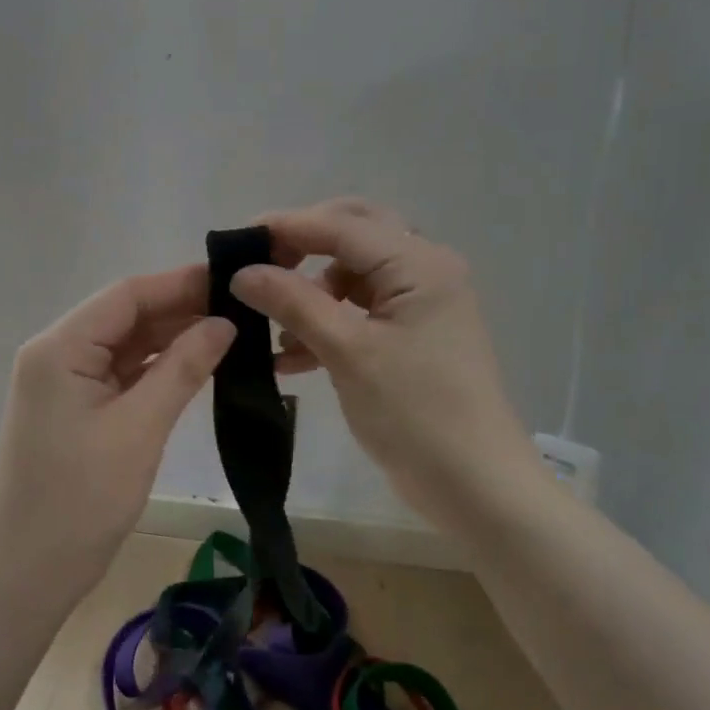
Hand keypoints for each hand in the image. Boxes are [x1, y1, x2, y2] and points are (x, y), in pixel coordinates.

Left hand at [0, 266, 235, 596]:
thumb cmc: (81, 499)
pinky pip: (122, 375)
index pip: (127, 295)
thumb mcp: (139, 428)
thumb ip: (182, 368)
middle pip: (126, 316)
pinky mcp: (77, 409)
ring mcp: (65, 383)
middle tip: (244, 308)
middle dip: (181, 310)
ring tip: (232, 332)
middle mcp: (57, 354)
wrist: (29, 573)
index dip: (180, 283)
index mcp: (60, 348)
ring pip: (126, 345)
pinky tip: (198, 365)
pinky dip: (158, 369)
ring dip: (172, 339)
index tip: (234, 279)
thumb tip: (224, 323)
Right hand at [229, 199, 537, 522]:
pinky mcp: (414, 336)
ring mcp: (422, 304)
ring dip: (311, 293)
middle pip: (352, 235)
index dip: (285, 227)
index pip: (341, 224)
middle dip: (301, 249)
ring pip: (353, 275)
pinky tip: (292, 358)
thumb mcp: (347, 352)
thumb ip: (293, 302)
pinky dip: (327, 324)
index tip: (234, 243)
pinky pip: (361, 312)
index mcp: (418, 263)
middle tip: (258, 269)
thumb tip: (242, 272)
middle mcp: (425, 270)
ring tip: (274, 330)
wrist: (475, 485)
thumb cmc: (415, 412)